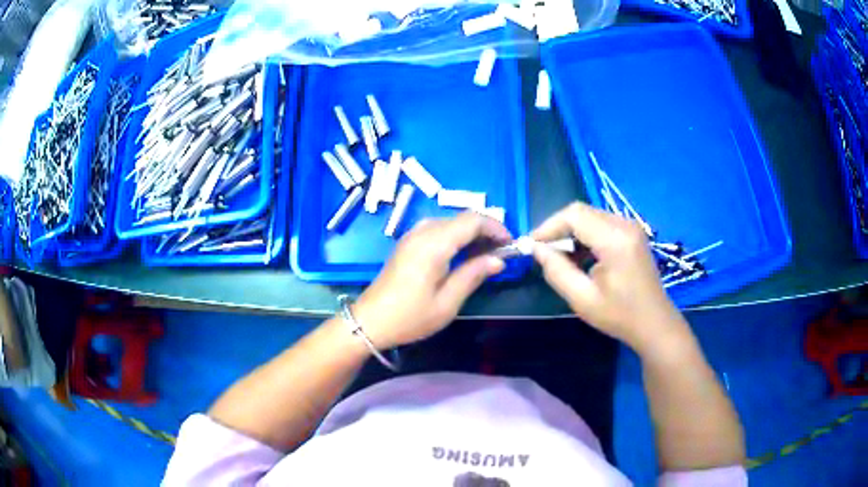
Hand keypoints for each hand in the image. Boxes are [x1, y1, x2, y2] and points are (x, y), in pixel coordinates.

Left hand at [354, 212, 510, 349]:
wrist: (370, 321)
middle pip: (462, 217)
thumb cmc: (410, 317)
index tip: (510, 244)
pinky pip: (437, 229)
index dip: (496, 227)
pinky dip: (456, 235)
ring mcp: (412, 235)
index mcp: (434, 244)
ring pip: (450, 221)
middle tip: (501, 252)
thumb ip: (473, 275)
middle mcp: (422, 232)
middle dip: (486, 229)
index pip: (472, 220)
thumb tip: (498, 260)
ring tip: (485, 254)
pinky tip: (462, 254)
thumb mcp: (447, 302)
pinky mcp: (407, 243)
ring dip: (471, 232)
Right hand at [531, 202, 689, 353]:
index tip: (531, 246)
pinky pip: (601, 224)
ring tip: (560, 258)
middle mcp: (625, 225)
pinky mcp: (632, 233)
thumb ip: (557, 271)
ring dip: (571, 233)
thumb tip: (537, 249)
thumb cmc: (620, 316)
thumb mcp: (582, 299)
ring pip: (590, 216)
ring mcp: (631, 227)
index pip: (574, 215)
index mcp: (615, 240)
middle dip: (558, 229)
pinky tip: (580, 258)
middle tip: (543, 253)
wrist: (655, 323)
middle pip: (581, 212)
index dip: (548, 226)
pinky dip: (585, 236)